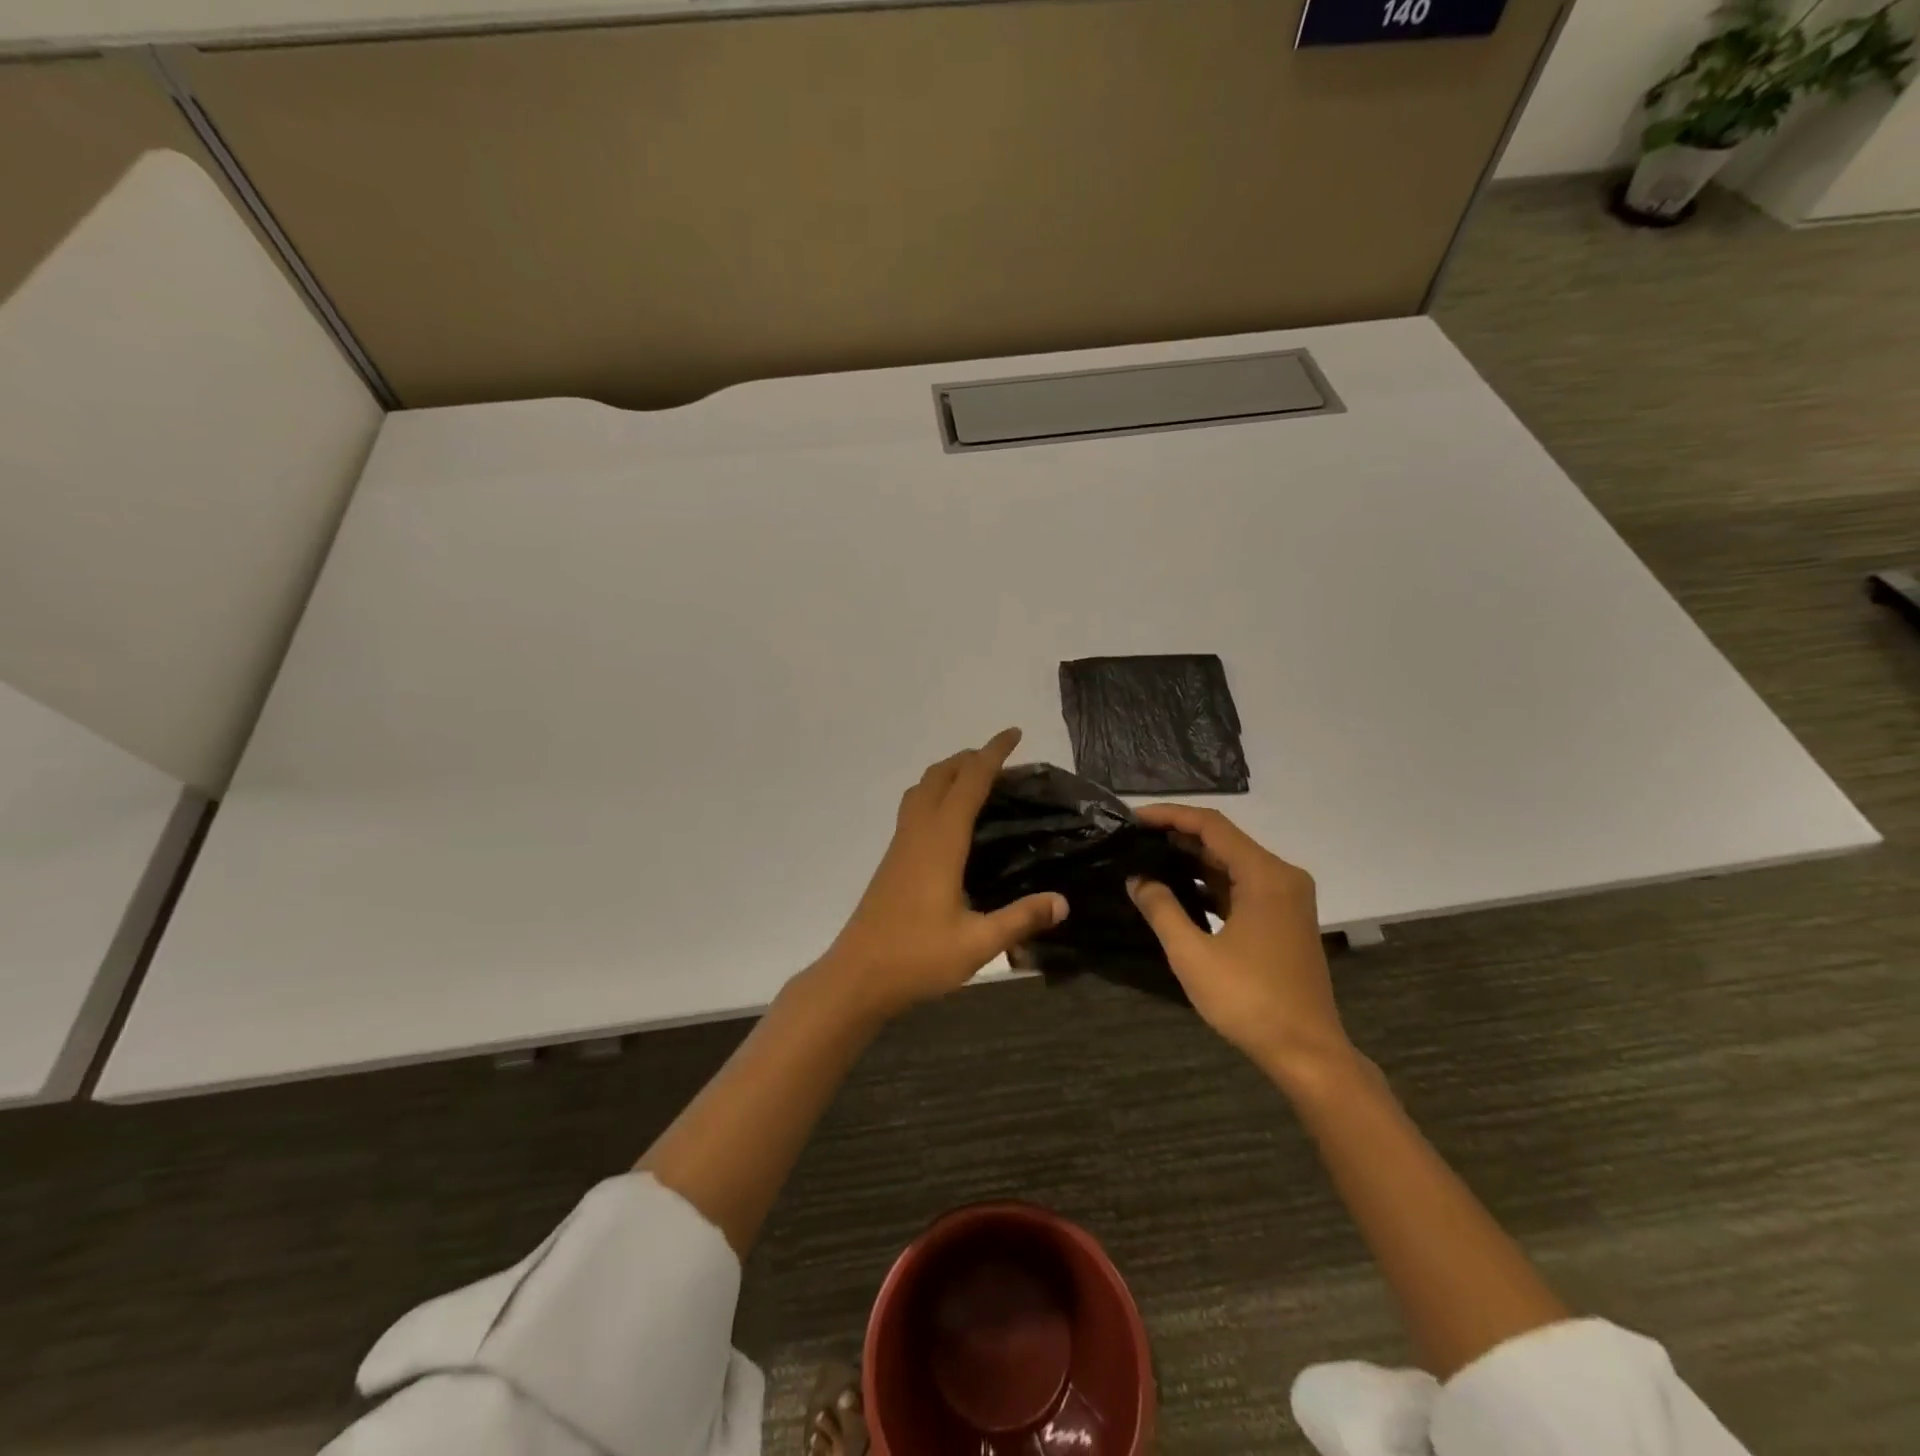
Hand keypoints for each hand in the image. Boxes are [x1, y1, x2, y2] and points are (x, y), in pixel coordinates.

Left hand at [818, 728, 1067, 1020]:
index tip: (1014, 734)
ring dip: (949, 772)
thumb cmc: (917, 957)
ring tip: (978, 781)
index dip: (992, 754)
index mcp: (941, 841)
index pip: (969, 781)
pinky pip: (914, 807)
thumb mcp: (977, 942)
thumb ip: (1021, 919)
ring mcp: (900, 844)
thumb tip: (1063, 901)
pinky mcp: (892, 859)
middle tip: (1004, 761)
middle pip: (941, 774)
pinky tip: (950, 821)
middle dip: (971, 757)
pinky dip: (936, 793)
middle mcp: (918, 832)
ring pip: (922, 788)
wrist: (857, 976)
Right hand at [1128, 805, 1351, 1076]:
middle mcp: (1281, 876)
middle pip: (1223, 840)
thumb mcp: (1192, 955)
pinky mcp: (1283, 918)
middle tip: (1134, 839)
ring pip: (1232, 863)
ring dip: (1192, 860)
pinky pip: (1242, 886)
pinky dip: (1210, 883)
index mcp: (1265, 875)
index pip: (1211, 826)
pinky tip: (1178, 890)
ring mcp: (1286, 898)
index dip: (1169, 816)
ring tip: (1147, 859)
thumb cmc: (1249, 1000)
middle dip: (1178, 836)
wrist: (1306, 1052)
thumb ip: (1161, 909)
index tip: (1133, 819)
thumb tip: (1137, 878)